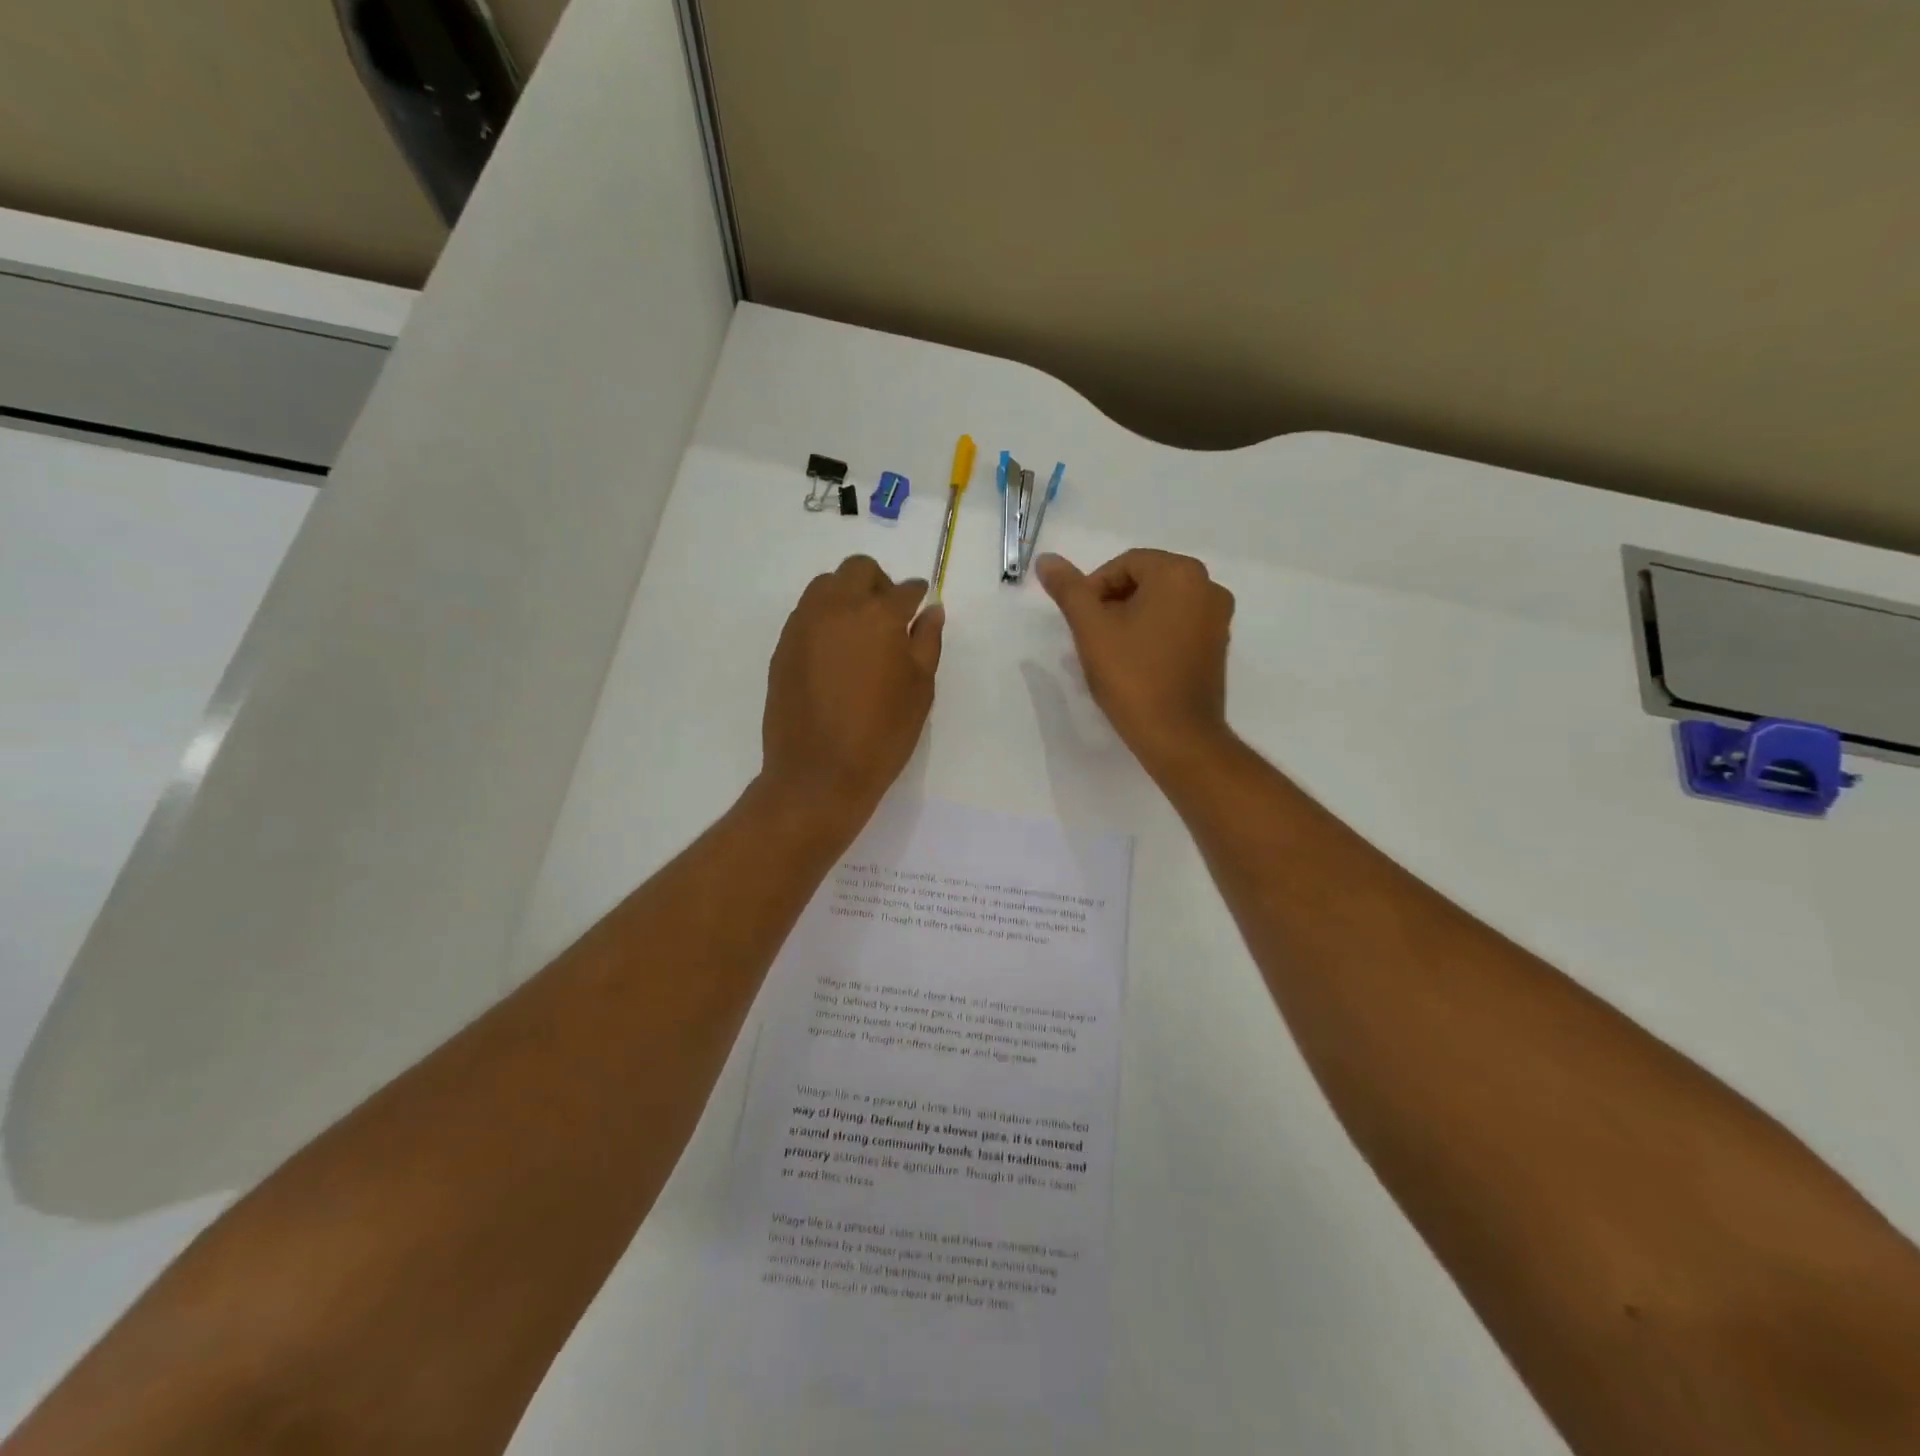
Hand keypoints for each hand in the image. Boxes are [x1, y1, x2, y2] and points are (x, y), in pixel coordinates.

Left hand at [762, 555, 944, 828]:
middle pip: (858, 570)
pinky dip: (825, 619)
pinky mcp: (783, 646)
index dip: (916, 597)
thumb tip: (931, 610)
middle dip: (878, 584)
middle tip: (889, 618)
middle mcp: (837, 608)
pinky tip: (835, 655)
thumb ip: (927, 641)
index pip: (903, 590)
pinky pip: (807, 614)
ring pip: (826, 586)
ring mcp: (803, 625)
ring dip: (847, 596)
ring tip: (860, 635)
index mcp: (878, 615)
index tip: (920, 608)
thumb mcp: (919, 690)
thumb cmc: (882, 735)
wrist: (819, 773)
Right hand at [1036, 549, 1234, 776]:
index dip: (1093, 589)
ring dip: (1131, 619)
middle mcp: (1207, 586)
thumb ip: (1069, 590)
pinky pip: (1178, 625)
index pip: (1124, 564)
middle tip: (1091, 638)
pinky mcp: (1218, 645)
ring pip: (1161, 604)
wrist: (1177, 736)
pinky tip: (1136, 663)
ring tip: (1110, 653)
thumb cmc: (1132, 676)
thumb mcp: (1091, 629)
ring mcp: (1218, 617)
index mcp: (1179, 573)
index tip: (1079, 621)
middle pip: (1145, 581)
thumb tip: (1046, 560)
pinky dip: (1154, 634)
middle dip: (1112, 604)